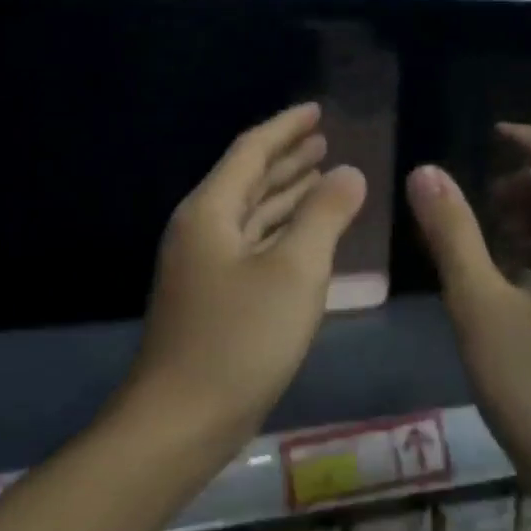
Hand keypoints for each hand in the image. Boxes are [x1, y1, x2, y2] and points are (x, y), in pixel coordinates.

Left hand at [131, 103, 366, 447]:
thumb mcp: (295, 272)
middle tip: (325, 142)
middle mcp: (201, 229)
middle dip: (286, 159)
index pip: (251, 150)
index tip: (317, 110)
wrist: (181, 420)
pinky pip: (251, 246)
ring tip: (322, 177)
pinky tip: (303, 236)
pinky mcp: (211, 297)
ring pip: (250, 214)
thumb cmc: (241, 340)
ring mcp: (202, 265)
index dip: (286, 128)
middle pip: (247, 179)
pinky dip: (279, 232)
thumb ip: (324, 216)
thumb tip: (349, 172)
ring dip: (285, 195)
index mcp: (210, 211)